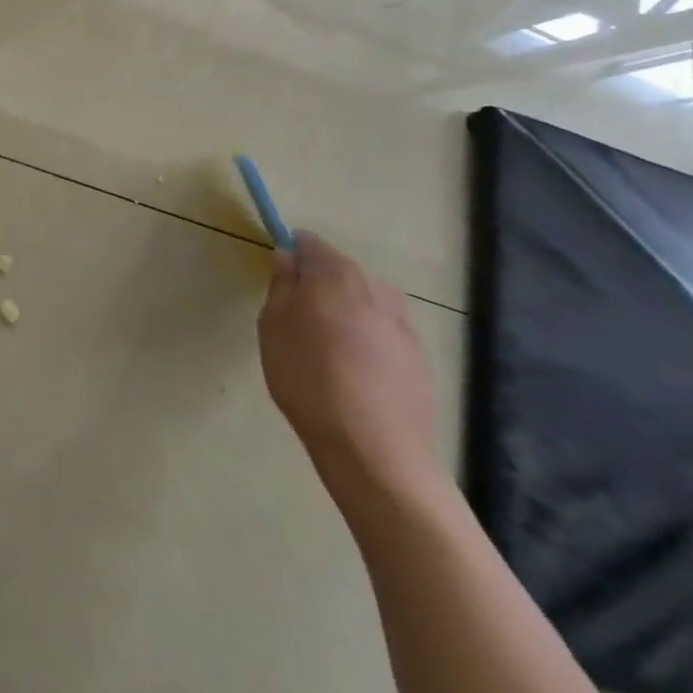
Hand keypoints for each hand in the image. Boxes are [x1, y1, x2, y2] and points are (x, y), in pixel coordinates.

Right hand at [259, 231, 445, 516]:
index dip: (292, 253)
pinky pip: (384, 328)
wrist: (374, 449)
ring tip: (324, 341)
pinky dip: (366, 334)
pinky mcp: (419, 355)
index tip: (278, 277)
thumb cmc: (308, 379)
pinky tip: (352, 367)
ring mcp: (403, 322)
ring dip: (345, 307)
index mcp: (336, 276)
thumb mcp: (274, 327)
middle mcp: (375, 288)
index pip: (311, 243)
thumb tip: (288, 258)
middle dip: (319, 281)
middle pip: (341, 269)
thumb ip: (282, 285)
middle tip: (294, 313)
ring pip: (366, 298)